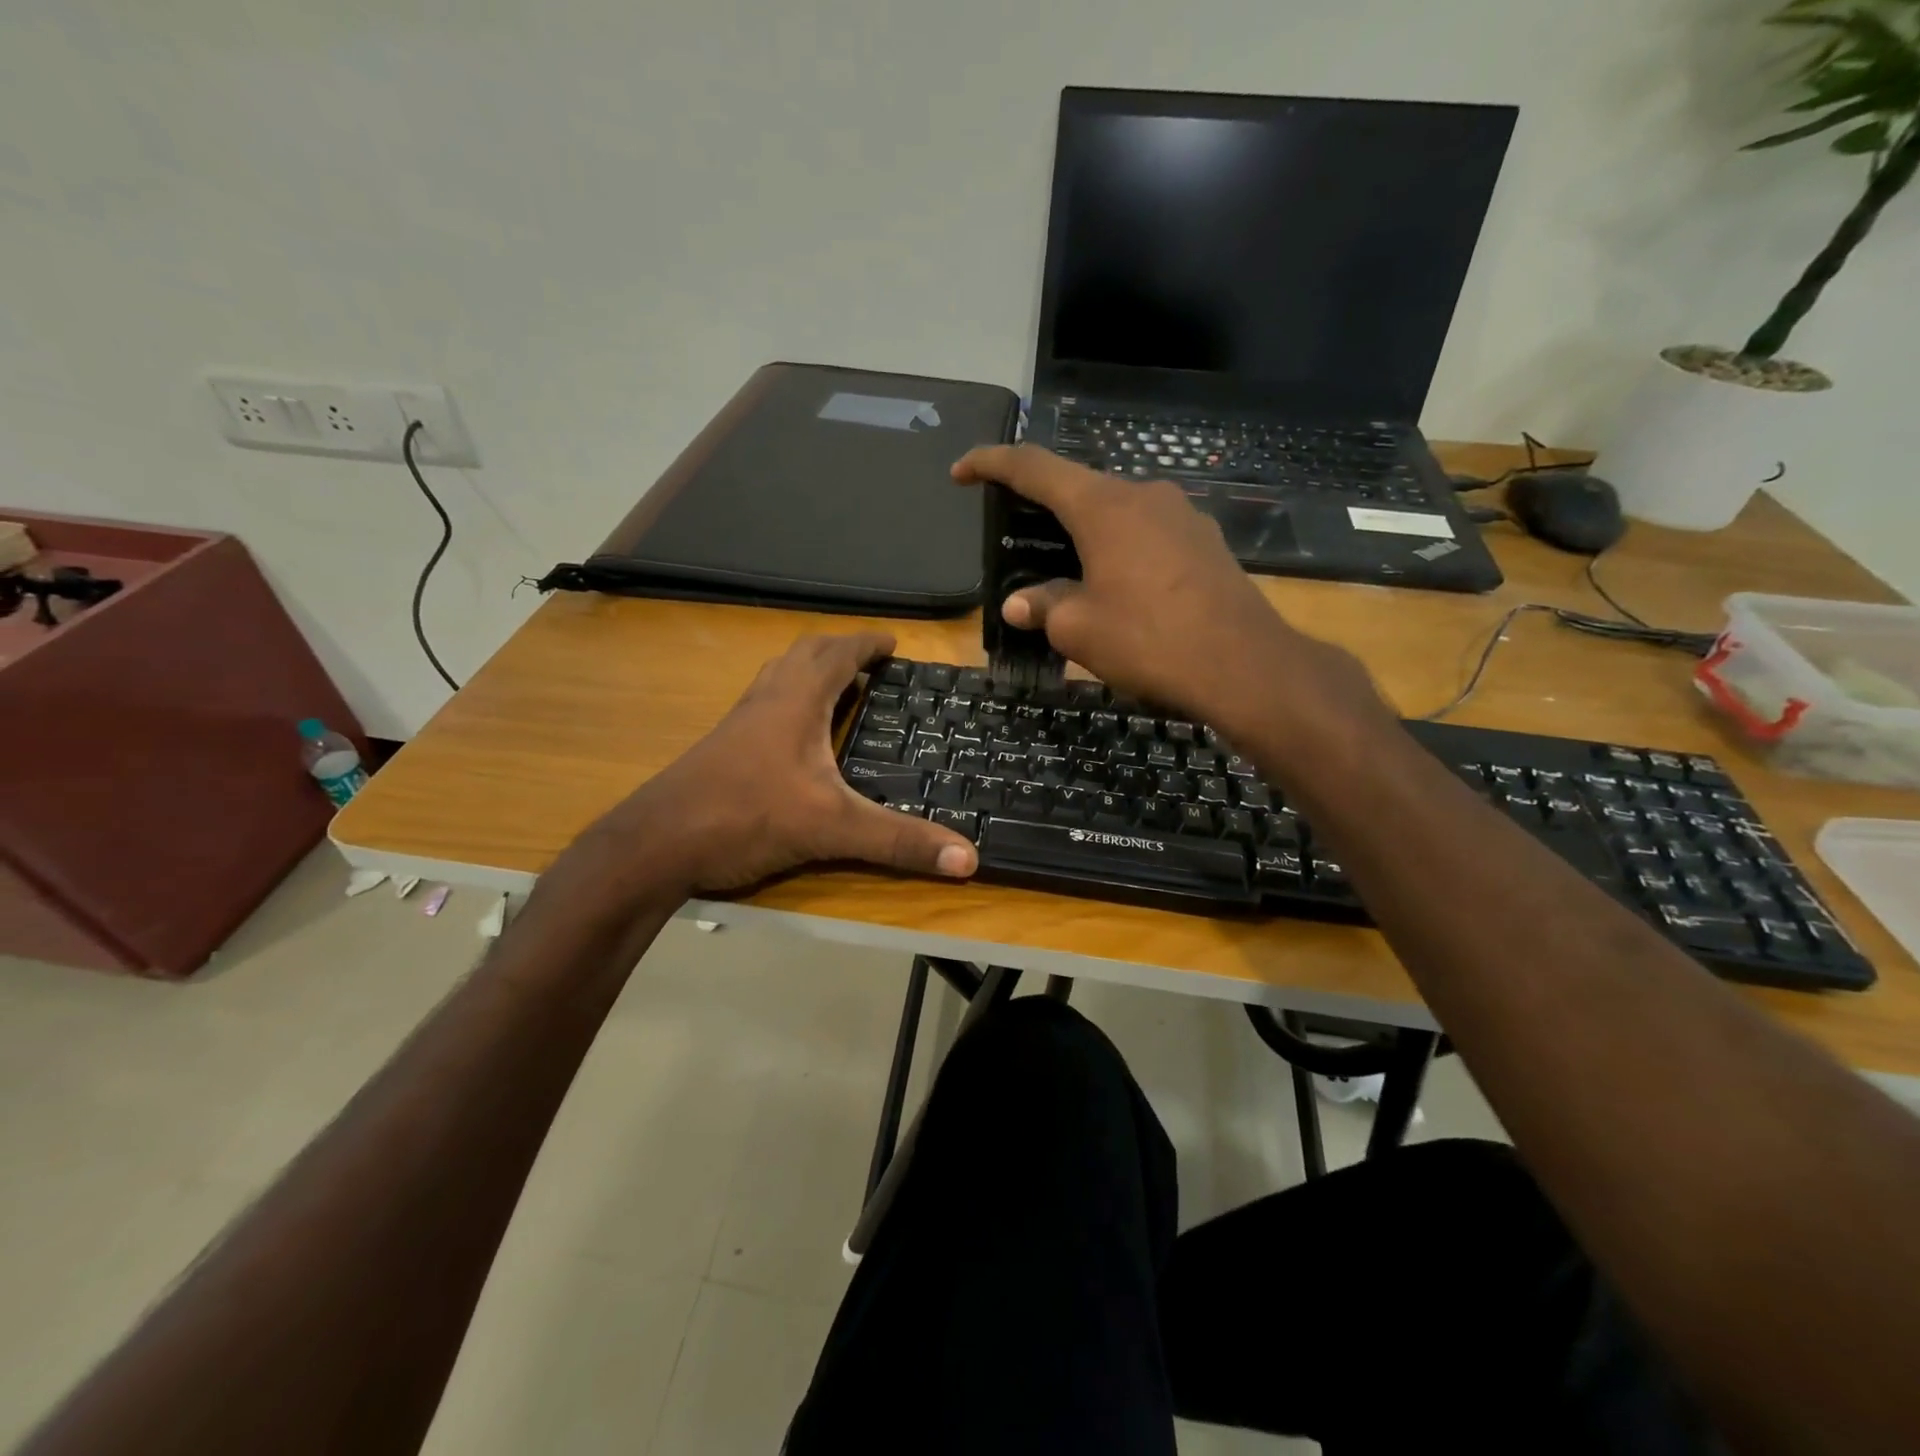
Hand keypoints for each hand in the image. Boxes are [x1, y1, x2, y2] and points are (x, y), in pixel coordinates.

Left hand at [564, 633, 978, 899]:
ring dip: (811, 671)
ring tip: (840, 688)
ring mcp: (738, 722)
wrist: (655, 844)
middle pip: (804, 654)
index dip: (868, 644)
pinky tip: (797, 736)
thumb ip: (899, 842)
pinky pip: (764, 704)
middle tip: (872, 663)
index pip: (838, 654)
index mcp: (795, 702)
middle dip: (841, 650)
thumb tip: (969, 858)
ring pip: (779, 676)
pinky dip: (790, 700)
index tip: (893, 642)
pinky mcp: (722, 747)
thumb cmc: (745, 817)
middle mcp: (765, 701)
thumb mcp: (832, 828)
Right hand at [952, 445, 1392, 753]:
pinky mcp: (1205, 542)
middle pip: (1079, 488)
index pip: (1034, 467)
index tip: (962, 472)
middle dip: (1042, 508)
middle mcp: (1144, 495)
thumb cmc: (1149, 640)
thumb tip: (1020, 604)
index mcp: (1103, 505)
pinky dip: (1119, 549)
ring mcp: (1182, 516)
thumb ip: (1042, 607)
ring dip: (1084, 534)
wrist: (1244, 665)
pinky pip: (1147, 534)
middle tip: (1017, 538)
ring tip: (1066, 572)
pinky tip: (1117, 586)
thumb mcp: (1078, 629)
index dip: (991, 464)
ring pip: (1117, 512)